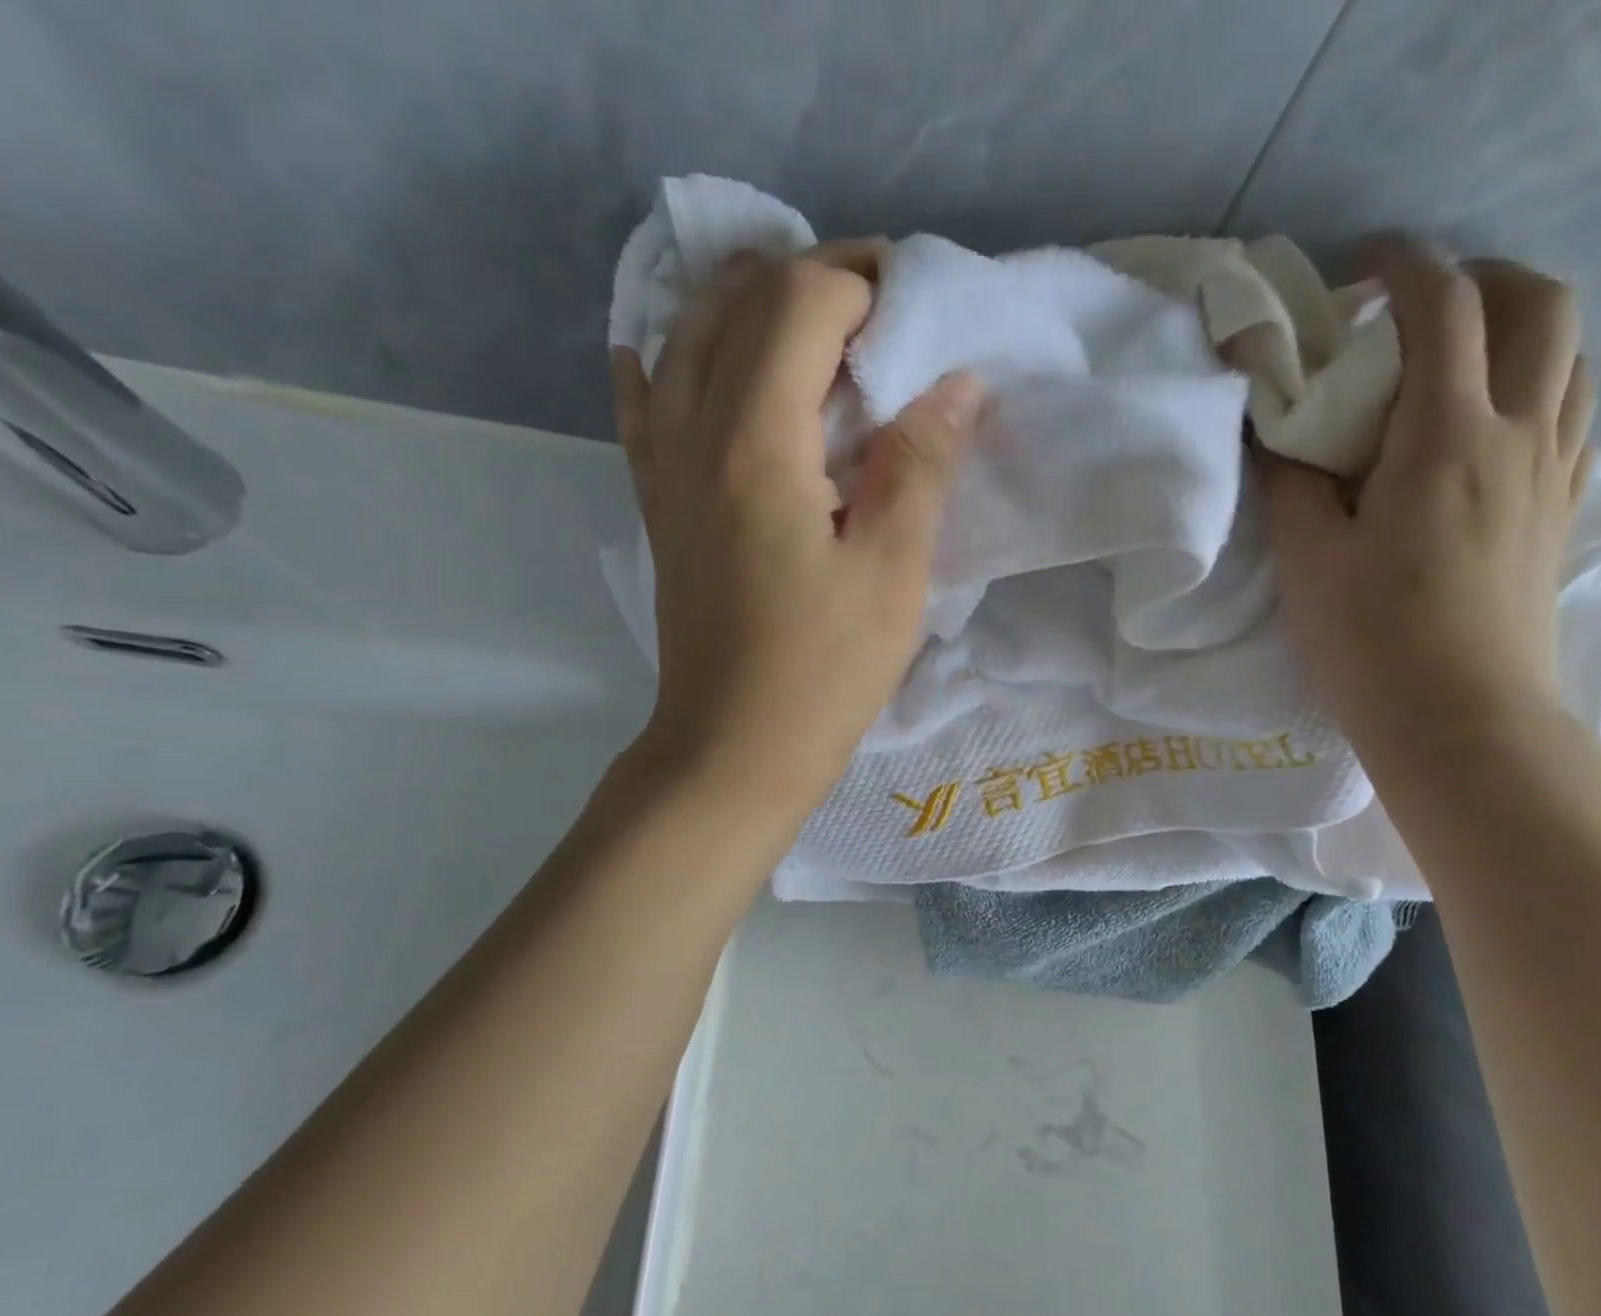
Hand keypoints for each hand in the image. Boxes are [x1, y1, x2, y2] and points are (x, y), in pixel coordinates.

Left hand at [611, 245, 983, 813]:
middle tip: (878, 305)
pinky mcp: (660, 509)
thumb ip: (919, 468)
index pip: (800, 307)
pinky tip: (656, 349)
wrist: (733, 750)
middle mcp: (695, 435)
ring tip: (800, 309)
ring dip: (741, 305)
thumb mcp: (892, 574)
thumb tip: (956, 382)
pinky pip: (643, 411)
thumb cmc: (823, 671)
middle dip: (811, 280)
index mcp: (756, 443)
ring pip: (684, 344)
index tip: (915, 304)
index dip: (861, 283)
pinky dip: (656, 365)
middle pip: (739, 310)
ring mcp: (666, 472)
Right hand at [1259, 242, 1595, 761]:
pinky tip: (1490, 427)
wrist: (1460, 718)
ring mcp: (1554, 472)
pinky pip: (1575, 415)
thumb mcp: (1307, 558)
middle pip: (1542, 304)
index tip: (1359, 269)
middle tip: (1418, 308)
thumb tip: (1277, 429)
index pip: (1445, 307)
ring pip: (1572, 356)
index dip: (1404, 266)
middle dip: (1483, 278)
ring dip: (1520, 330)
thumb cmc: (1371, 639)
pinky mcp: (1562, 511)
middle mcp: (1519, 435)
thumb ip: (1290, 480)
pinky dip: (1540, 388)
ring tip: (1456, 362)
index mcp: (1446, 438)